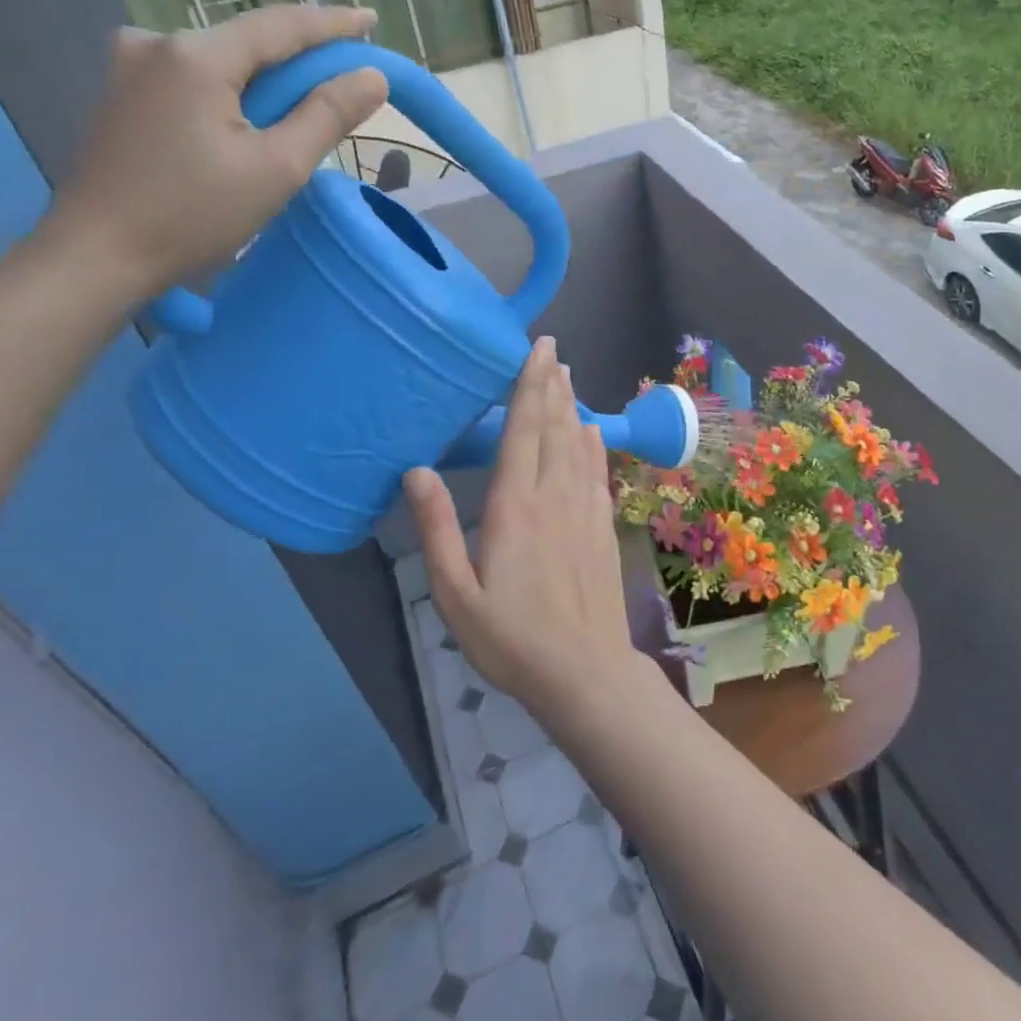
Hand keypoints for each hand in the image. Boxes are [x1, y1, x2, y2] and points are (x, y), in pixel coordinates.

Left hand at [44, 4, 389, 297]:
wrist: (98, 255)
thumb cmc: (194, 214)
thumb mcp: (277, 168)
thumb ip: (327, 116)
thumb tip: (372, 76)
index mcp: (197, 55)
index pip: (280, 26)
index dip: (332, 24)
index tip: (371, 20)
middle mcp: (157, 43)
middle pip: (249, 42)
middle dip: (300, 58)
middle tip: (346, 76)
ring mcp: (131, 67)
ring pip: (222, 62)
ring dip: (265, 79)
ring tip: (302, 107)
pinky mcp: (122, 94)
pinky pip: (194, 79)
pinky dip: (232, 92)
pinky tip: (248, 120)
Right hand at [405, 338, 643, 723]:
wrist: (584, 671)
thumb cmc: (511, 638)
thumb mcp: (456, 593)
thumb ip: (436, 529)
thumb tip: (416, 471)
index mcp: (515, 506)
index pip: (524, 430)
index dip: (529, 385)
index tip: (537, 349)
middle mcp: (554, 495)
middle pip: (554, 427)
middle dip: (552, 385)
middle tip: (552, 350)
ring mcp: (584, 509)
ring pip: (578, 443)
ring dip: (572, 406)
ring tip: (568, 376)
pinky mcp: (603, 526)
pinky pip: (597, 471)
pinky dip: (593, 444)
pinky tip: (591, 431)